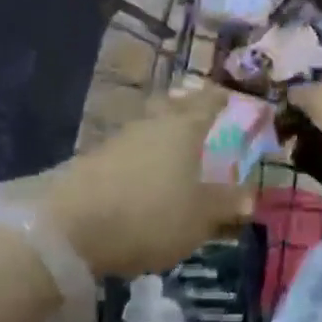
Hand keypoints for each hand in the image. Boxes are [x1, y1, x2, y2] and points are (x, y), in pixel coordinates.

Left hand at [41, 84, 254, 277]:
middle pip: (173, 106)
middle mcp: (152, 125)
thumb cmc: (149, 214)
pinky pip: (129, 150)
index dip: (219, 99)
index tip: (228, 95)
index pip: (207, 104)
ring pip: (149, 127)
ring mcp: (119, 140)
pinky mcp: (93, 161)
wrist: (69, 225)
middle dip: (187, 107)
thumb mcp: (198, 217)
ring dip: (161, 131)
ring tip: (172, 144)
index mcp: (184, 129)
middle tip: (198, 110)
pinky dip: (141, 155)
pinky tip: (141, 171)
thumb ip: (226, 204)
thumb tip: (252, 196)